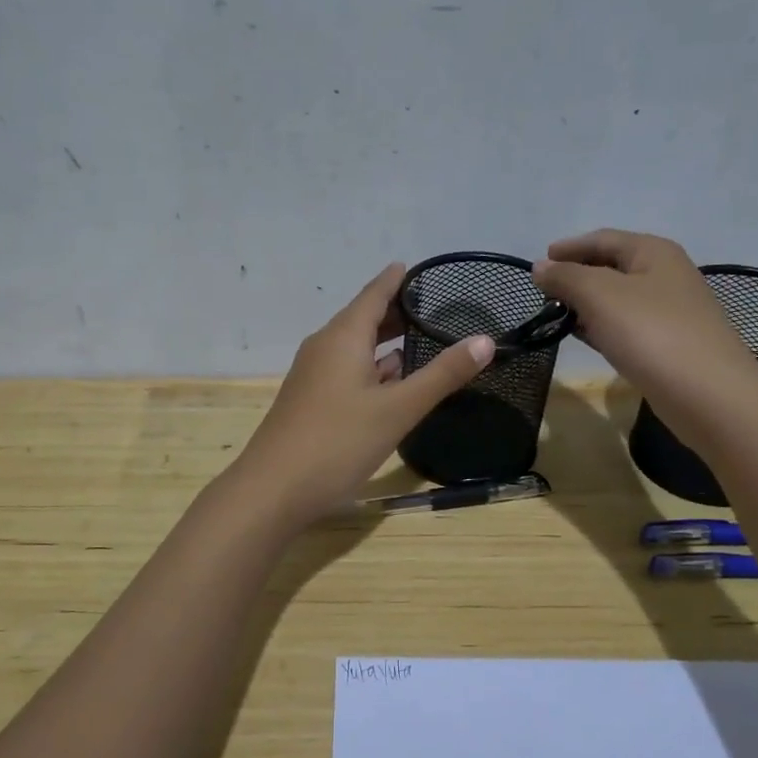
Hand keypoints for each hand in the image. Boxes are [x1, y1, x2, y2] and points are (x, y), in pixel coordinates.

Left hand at [231, 263, 495, 528]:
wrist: (273, 490)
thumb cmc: (338, 442)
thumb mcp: (398, 409)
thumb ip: (442, 375)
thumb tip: (485, 340)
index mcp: (343, 337)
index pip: (374, 294)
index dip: (396, 280)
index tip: (417, 267)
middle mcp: (324, 348)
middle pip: (363, 319)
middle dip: (396, 312)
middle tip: (434, 307)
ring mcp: (313, 376)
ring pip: (354, 349)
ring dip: (385, 343)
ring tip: (421, 341)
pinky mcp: (310, 402)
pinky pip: (346, 372)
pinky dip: (372, 369)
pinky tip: (391, 384)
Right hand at [532, 229, 757, 410]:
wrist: (708, 394)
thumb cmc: (651, 333)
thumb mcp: (600, 295)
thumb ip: (566, 277)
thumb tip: (539, 268)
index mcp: (654, 252)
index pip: (603, 239)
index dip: (569, 248)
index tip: (539, 263)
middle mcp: (666, 275)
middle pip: (612, 266)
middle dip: (577, 275)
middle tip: (543, 293)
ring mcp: (671, 311)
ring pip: (619, 299)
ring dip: (587, 304)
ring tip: (556, 315)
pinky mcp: (670, 344)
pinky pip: (627, 326)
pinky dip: (602, 327)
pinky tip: (585, 338)